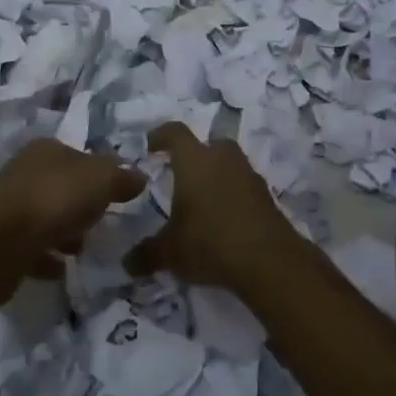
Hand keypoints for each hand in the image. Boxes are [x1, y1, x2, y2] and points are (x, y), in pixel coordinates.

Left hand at [0, 138, 144, 304]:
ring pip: (46, 218)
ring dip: (64, 232)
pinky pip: (32, 250)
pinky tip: (62, 270)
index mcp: (47, 151)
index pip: (80, 157)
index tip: (118, 196)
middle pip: (62, 187)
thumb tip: (140, 176)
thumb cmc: (51, 200)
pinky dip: (46, 258)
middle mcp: (26, 174)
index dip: (100, 174)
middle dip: (81, 204)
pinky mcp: (1, 244)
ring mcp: (10, 210)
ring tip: (84, 250)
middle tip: (102, 224)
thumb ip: (121, 177)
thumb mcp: (99, 180)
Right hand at [124, 123, 297, 292]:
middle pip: (209, 144)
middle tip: (181, 175)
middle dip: (195, 156)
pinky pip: (244, 186)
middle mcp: (222, 159)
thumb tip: (128, 263)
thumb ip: (147, 254)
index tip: (150, 145)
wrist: (268, 260)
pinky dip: (233, 195)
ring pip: (229, 164)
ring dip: (217, 175)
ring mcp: (248, 175)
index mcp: (194, 161)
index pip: (175, 133)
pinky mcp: (266, 195)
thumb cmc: (209, 242)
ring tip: (203, 201)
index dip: (161, 135)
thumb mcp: (171, 252)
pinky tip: (224, 220)